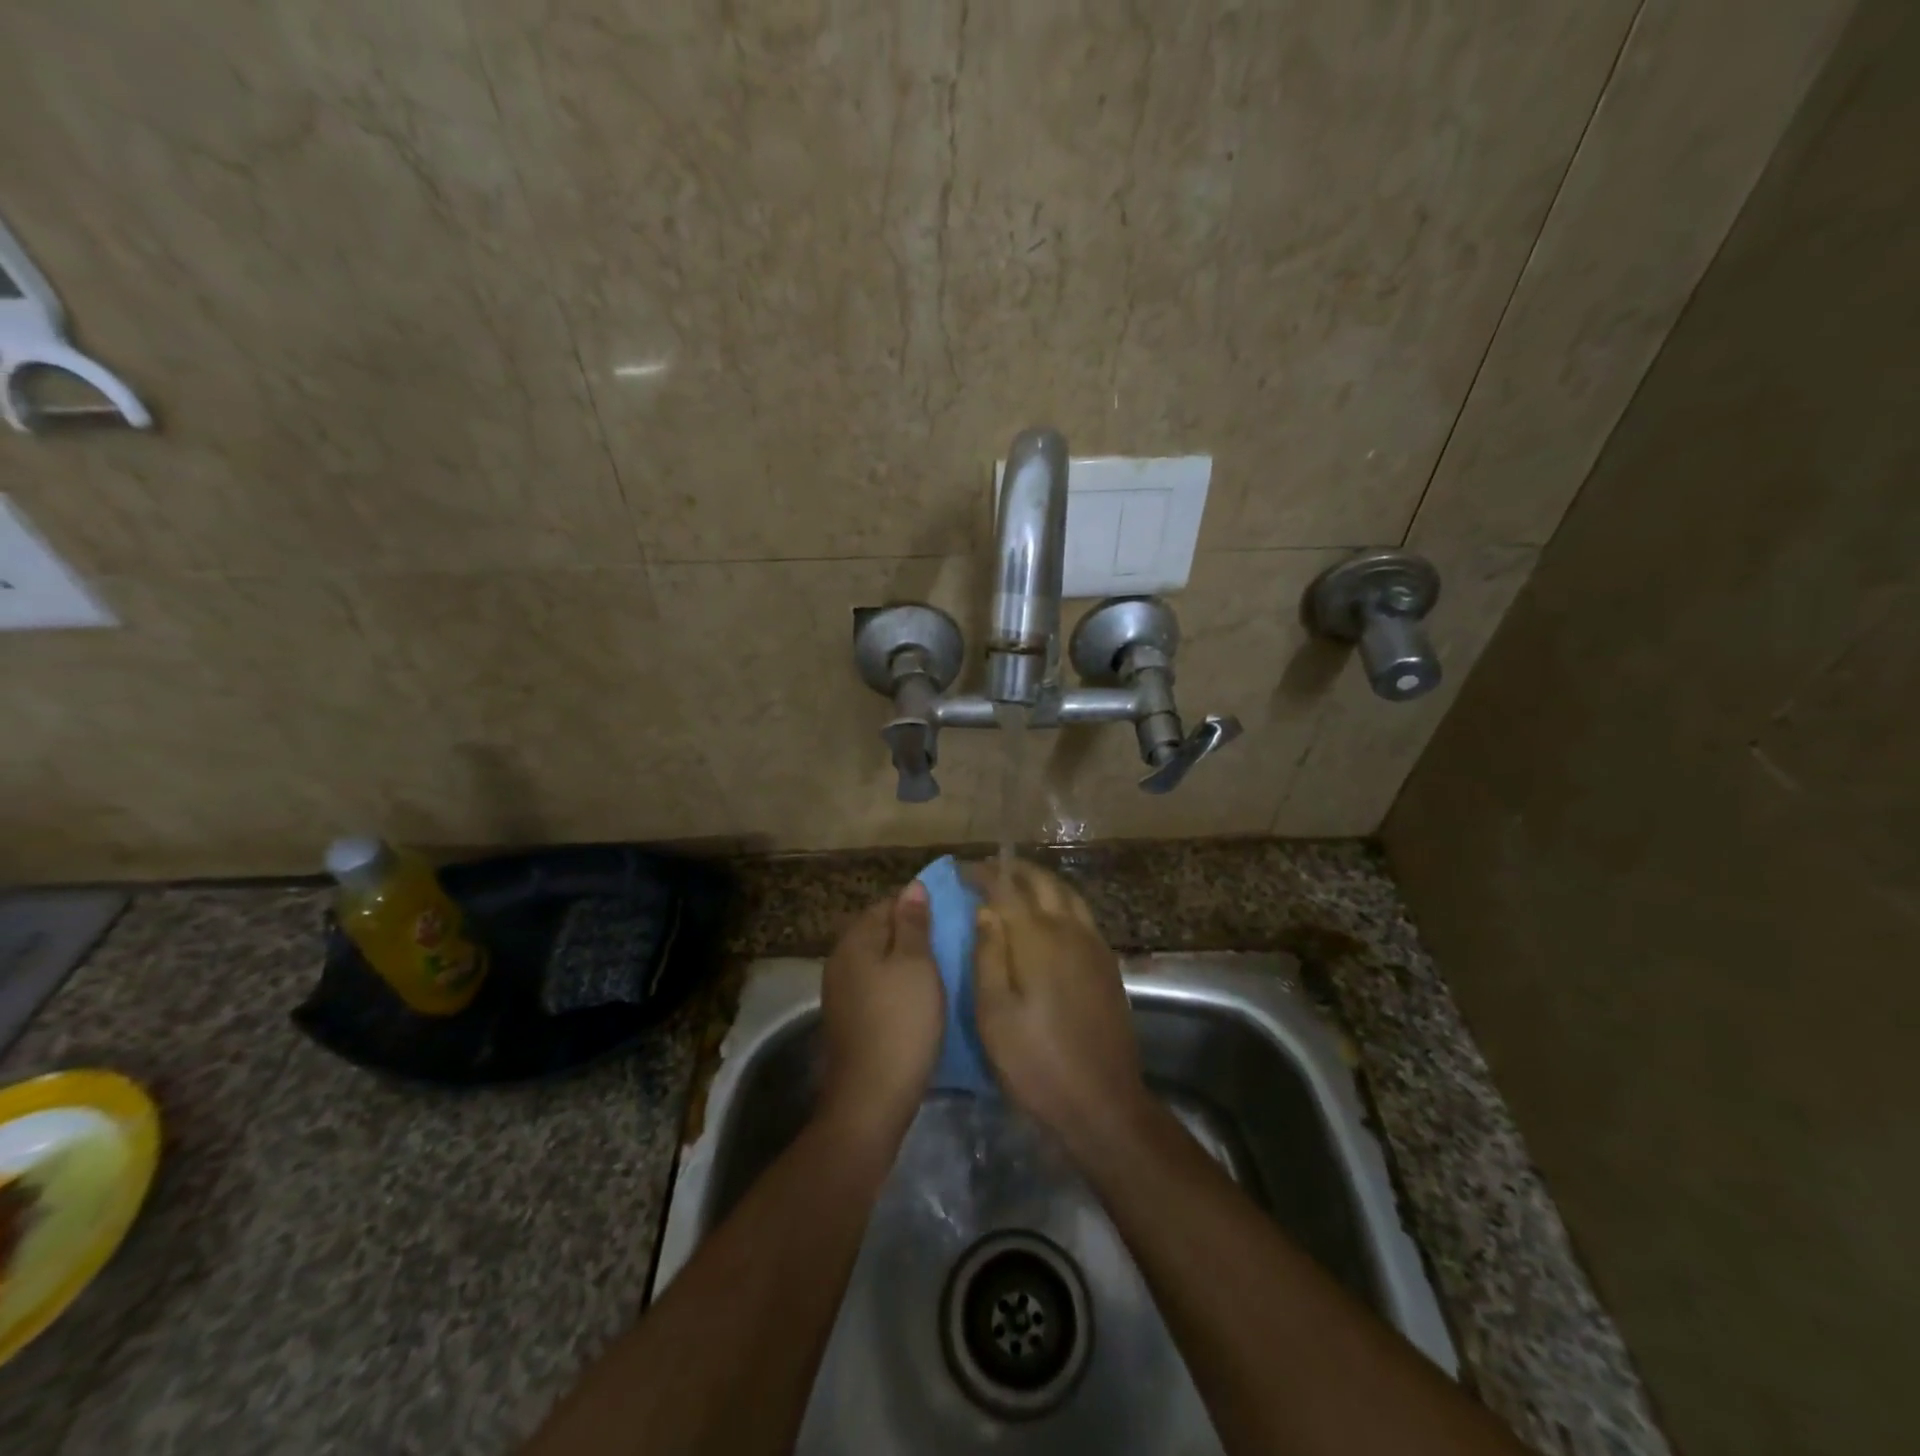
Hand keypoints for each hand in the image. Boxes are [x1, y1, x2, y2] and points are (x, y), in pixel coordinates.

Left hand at [818, 882, 943, 1143]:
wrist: (872, 1096)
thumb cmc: (901, 1021)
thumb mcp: (916, 964)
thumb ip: (913, 923)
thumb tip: (912, 887)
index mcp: (855, 940)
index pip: (886, 904)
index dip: (916, 906)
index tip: (947, 917)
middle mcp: (840, 959)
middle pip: (879, 932)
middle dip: (910, 933)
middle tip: (948, 943)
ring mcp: (840, 991)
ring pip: (877, 961)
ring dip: (903, 961)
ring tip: (939, 969)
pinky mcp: (848, 1018)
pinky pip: (874, 986)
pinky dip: (895, 985)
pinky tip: (917, 998)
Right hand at [969, 861, 1150, 1158]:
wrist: (1103, 1103)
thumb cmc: (1036, 1062)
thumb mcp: (994, 1014)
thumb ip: (988, 955)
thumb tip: (985, 911)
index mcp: (1036, 938)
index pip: (1006, 888)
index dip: (983, 874)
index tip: (962, 870)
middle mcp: (1069, 930)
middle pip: (1042, 882)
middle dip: (1013, 870)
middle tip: (987, 871)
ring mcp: (1093, 945)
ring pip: (1067, 893)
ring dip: (1040, 881)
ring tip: (1016, 884)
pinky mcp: (1108, 964)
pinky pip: (1082, 913)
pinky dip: (1060, 900)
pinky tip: (1049, 916)